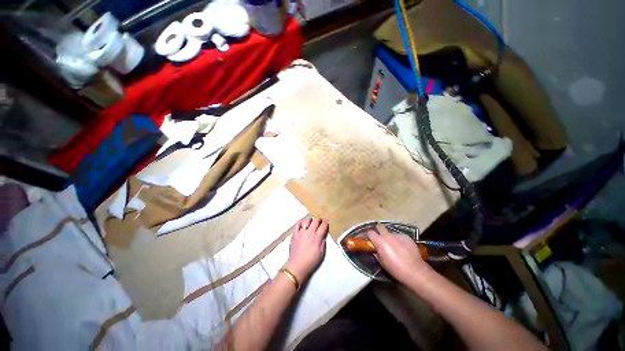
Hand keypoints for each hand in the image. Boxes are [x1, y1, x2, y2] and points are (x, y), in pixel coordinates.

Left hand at [285, 218, 328, 281]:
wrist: (297, 265)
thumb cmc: (311, 261)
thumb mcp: (321, 253)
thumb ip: (323, 243)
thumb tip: (323, 236)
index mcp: (317, 237)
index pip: (323, 226)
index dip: (326, 222)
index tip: (326, 222)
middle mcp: (310, 232)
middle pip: (316, 221)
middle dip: (319, 220)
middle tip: (320, 221)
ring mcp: (301, 232)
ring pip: (307, 220)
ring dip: (310, 220)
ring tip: (311, 222)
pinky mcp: (295, 233)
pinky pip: (297, 224)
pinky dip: (300, 222)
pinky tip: (302, 223)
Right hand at [367, 224, 430, 283]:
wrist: (415, 271)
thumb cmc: (395, 269)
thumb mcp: (382, 263)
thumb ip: (377, 253)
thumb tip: (375, 249)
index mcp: (380, 241)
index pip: (370, 232)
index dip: (369, 236)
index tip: (370, 240)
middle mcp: (387, 235)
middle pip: (379, 226)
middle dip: (378, 230)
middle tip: (380, 238)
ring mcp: (398, 235)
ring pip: (391, 233)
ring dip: (390, 237)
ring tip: (395, 246)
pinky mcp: (407, 237)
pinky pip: (400, 236)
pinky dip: (399, 240)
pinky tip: (403, 248)